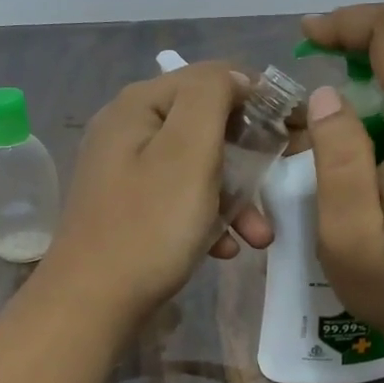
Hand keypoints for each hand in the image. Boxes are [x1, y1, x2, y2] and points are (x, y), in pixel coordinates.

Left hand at [38, 62, 272, 321]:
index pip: (211, 77)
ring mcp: (126, 170)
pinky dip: (208, 217)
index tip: (293, 128)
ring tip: (260, 234)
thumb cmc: (149, 225)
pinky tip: (226, 248)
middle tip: (281, 179)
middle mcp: (128, 128)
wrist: (90, 306)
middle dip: (248, 156)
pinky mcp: (130, 207)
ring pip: (197, 166)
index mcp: (139, 105)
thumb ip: (212, 96)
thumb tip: (234, 77)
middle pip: (205, 123)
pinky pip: (180, 197)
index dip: (256, 96)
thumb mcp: (188, 151)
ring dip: (235, 195)